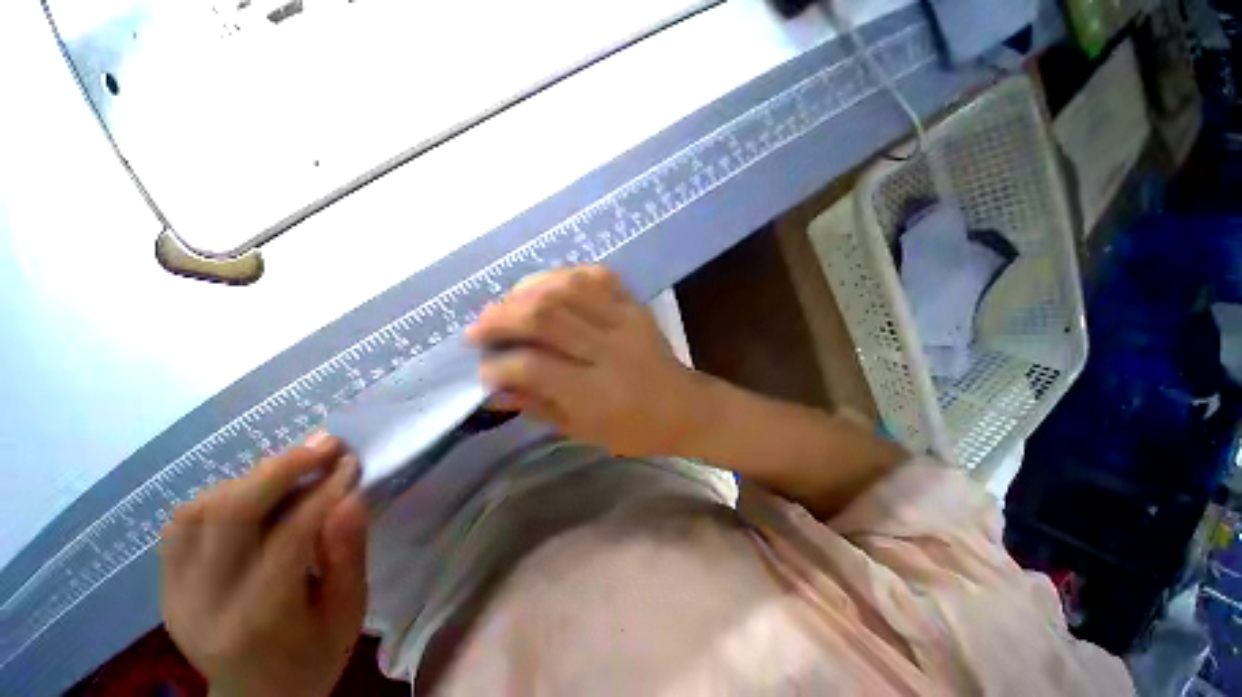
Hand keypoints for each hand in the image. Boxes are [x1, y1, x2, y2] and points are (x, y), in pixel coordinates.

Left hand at [160, 435, 368, 696]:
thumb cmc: (313, 657)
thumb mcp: (348, 611)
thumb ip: (348, 554)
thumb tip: (351, 498)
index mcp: (260, 618)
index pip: (288, 537)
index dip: (323, 491)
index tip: (351, 462)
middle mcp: (205, 602)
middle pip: (228, 515)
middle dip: (279, 469)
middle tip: (323, 444)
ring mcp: (176, 593)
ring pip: (198, 512)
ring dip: (249, 480)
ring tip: (292, 470)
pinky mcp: (165, 585)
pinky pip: (181, 525)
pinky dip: (219, 497)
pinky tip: (251, 495)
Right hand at [465, 265, 702, 456]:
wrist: (685, 407)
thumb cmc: (633, 428)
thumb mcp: (582, 430)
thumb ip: (536, 405)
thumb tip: (493, 388)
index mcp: (596, 392)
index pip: (533, 366)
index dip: (499, 365)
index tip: (484, 369)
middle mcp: (609, 349)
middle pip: (545, 317)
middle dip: (501, 317)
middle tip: (479, 327)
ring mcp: (626, 320)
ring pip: (567, 288)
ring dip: (527, 290)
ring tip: (508, 303)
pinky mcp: (636, 305)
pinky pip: (597, 275)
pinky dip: (564, 275)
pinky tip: (547, 287)